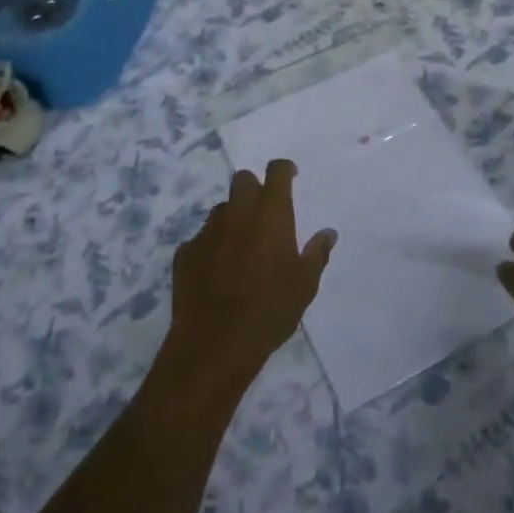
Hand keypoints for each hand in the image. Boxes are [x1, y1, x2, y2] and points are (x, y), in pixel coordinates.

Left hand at [164, 161, 335, 395]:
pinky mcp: (185, 252)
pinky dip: (212, 247)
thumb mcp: (305, 285)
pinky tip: (217, 272)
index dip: (284, 169)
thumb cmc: (270, 310)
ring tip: (241, 248)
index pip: (276, 171)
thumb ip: (317, 253)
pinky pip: (202, 239)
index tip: (290, 176)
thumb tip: (328, 233)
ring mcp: (207, 230)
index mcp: (270, 213)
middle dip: (254, 188)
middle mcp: (237, 212)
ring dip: (233, 219)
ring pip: (222, 210)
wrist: (215, 343)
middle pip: (243, 180)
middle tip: (264, 213)